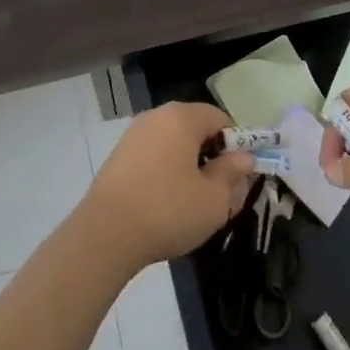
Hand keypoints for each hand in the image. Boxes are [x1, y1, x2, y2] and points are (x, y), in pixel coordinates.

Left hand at [81, 102, 254, 270]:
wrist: (106, 233)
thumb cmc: (168, 211)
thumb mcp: (214, 200)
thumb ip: (232, 174)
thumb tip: (244, 158)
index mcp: (182, 117)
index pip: (220, 118)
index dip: (236, 145)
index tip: (238, 176)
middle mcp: (156, 116)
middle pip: (195, 128)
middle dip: (212, 157)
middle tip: (220, 193)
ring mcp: (134, 133)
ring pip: (174, 143)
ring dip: (189, 165)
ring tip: (193, 202)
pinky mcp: (119, 154)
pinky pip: (154, 154)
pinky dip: (166, 171)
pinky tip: (165, 202)